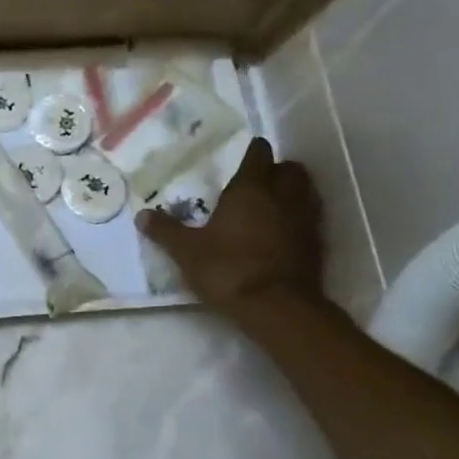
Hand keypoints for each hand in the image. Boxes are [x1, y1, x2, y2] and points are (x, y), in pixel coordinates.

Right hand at [137, 137, 323, 316]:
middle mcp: (283, 196)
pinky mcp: (317, 243)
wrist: (277, 307)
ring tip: (272, 203)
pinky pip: (311, 218)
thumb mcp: (187, 251)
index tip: (244, 153)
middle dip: (277, 169)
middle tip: (259, 180)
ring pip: (306, 191)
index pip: (258, 154)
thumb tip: (142, 215)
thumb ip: (166, 231)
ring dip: (292, 191)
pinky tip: (282, 232)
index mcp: (250, 189)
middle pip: (290, 169)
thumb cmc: (228, 269)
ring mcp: (305, 219)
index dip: (252, 151)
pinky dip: (298, 218)